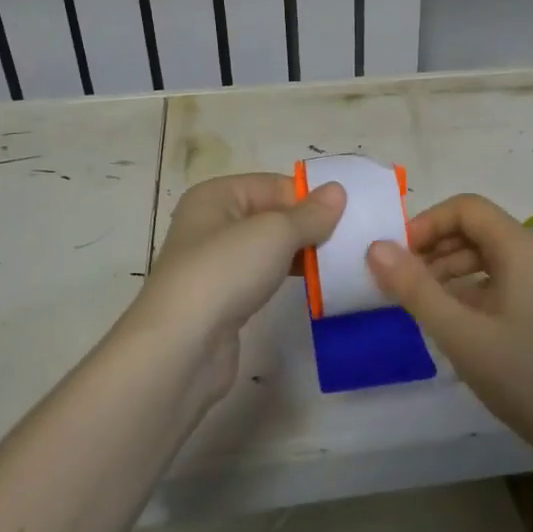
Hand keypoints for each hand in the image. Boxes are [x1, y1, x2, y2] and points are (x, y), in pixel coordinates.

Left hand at [129, 173, 345, 401]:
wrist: (182, 346)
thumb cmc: (226, 272)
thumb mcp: (275, 233)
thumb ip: (310, 213)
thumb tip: (337, 190)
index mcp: (216, 195)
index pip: (274, 184)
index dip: (309, 198)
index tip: (347, 216)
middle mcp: (211, 223)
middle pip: (272, 215)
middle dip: (308, 226)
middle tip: (350, 241)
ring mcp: (215, 263)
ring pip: (268, 248)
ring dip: (301, 254)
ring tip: (338, 263)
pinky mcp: (222, 298)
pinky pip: (262, 276)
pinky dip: (286, 277)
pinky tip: (312, 286)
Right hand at [366, 194, 532, 457]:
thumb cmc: (524, 375)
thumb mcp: (460, 332)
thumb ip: (415, 288)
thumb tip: (375, 248)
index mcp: (521, 247)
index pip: (467, 208)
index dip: (427, 223)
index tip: (397, 256)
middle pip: (477, 229)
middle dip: (435, 247)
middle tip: (401, 280)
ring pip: (488, 256)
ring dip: (449, 269)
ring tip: (419, 301)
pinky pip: (500, 280)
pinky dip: (470, 288)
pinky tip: (450, 319)